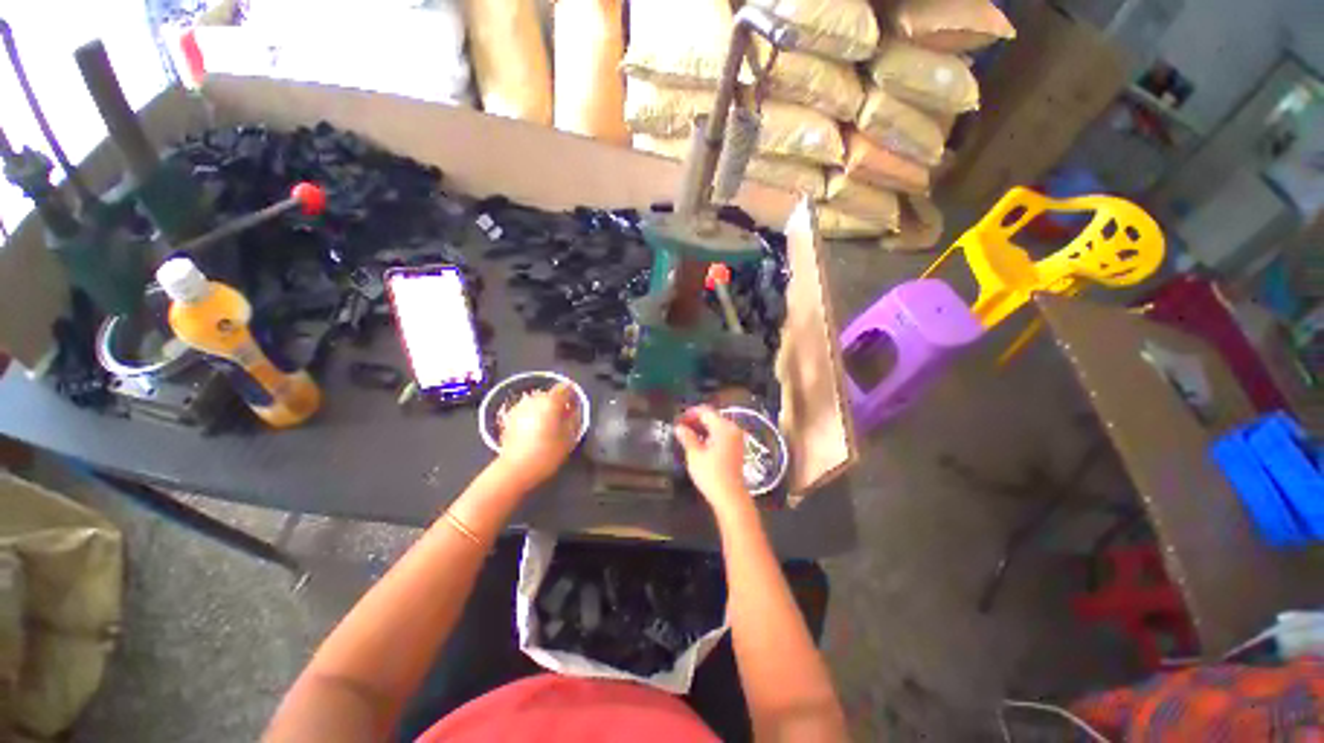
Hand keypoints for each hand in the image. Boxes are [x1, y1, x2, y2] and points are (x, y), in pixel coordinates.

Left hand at [495, 383, 581, 485]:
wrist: (515, 468)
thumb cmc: (547, 453)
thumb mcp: (570, 436)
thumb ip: (574, 418)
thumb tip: (574, 409)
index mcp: (551, 401)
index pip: (565, 387)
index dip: (573, 395)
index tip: (576, 405)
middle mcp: (534, 399)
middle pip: (550, 394)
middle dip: (558, 403)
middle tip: (564, 418)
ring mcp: (519, 407)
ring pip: (537, 402)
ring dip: (545, 409)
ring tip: (549, 425)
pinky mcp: (509, 417)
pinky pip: (527, 411)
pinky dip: (533, 416)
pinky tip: (535, 430)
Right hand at [674, 406, 751, 517]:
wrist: (730, 497)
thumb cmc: (711, 474)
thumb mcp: (694, 454)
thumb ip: (687, 437)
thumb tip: (678, 427)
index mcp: (723, 427)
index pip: (705, 411)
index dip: (690, 413)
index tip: (677, 419)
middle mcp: (732, 428)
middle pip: (712, 417)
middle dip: (696, 420)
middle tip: (680, 427)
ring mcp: (736, 438)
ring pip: (717, 426)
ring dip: (702, 428)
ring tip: (686, 435)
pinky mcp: (736, 448)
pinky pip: (721, 434)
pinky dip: (710, 435)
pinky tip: (699, 442)